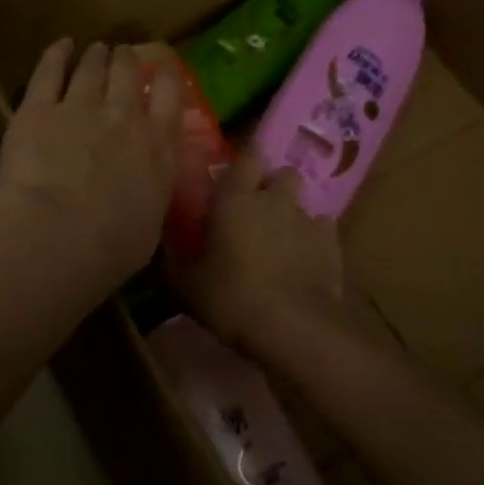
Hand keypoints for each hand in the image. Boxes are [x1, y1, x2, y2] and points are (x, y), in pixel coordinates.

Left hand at [0, 40, 181, 287]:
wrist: (56, 234)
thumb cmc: (109, 248)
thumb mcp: (148, 229)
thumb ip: (149, 200)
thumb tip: (145, 196)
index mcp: (157, 148)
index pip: (170, 97)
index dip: (167, 76)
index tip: (163, 66)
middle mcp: (123, 118)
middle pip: (129, 74)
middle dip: (128, 60)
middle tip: (124, 54)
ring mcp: (79, 107)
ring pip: (92, 68)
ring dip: (96, 56)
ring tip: (97, 49)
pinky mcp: (37, 109)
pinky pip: (49, 71)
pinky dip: (56, 54)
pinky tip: (60, 46)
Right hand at [169, 152, 345, 349]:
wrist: (292, 326)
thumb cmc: (231, 298)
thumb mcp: (186, 287)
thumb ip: (169, 266)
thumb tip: (151, 258)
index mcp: (235, 200)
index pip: (246, 157)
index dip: (244, 163)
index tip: (234, 177)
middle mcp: (274, 200)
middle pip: (282, 174)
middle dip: (273, 186)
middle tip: (256, 210)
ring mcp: (307, 221)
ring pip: (302, 203)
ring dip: (291, 214)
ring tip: (280, 240)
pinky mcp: (332, 245)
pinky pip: (322, 230)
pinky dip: (313, 239)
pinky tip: (303, 259)